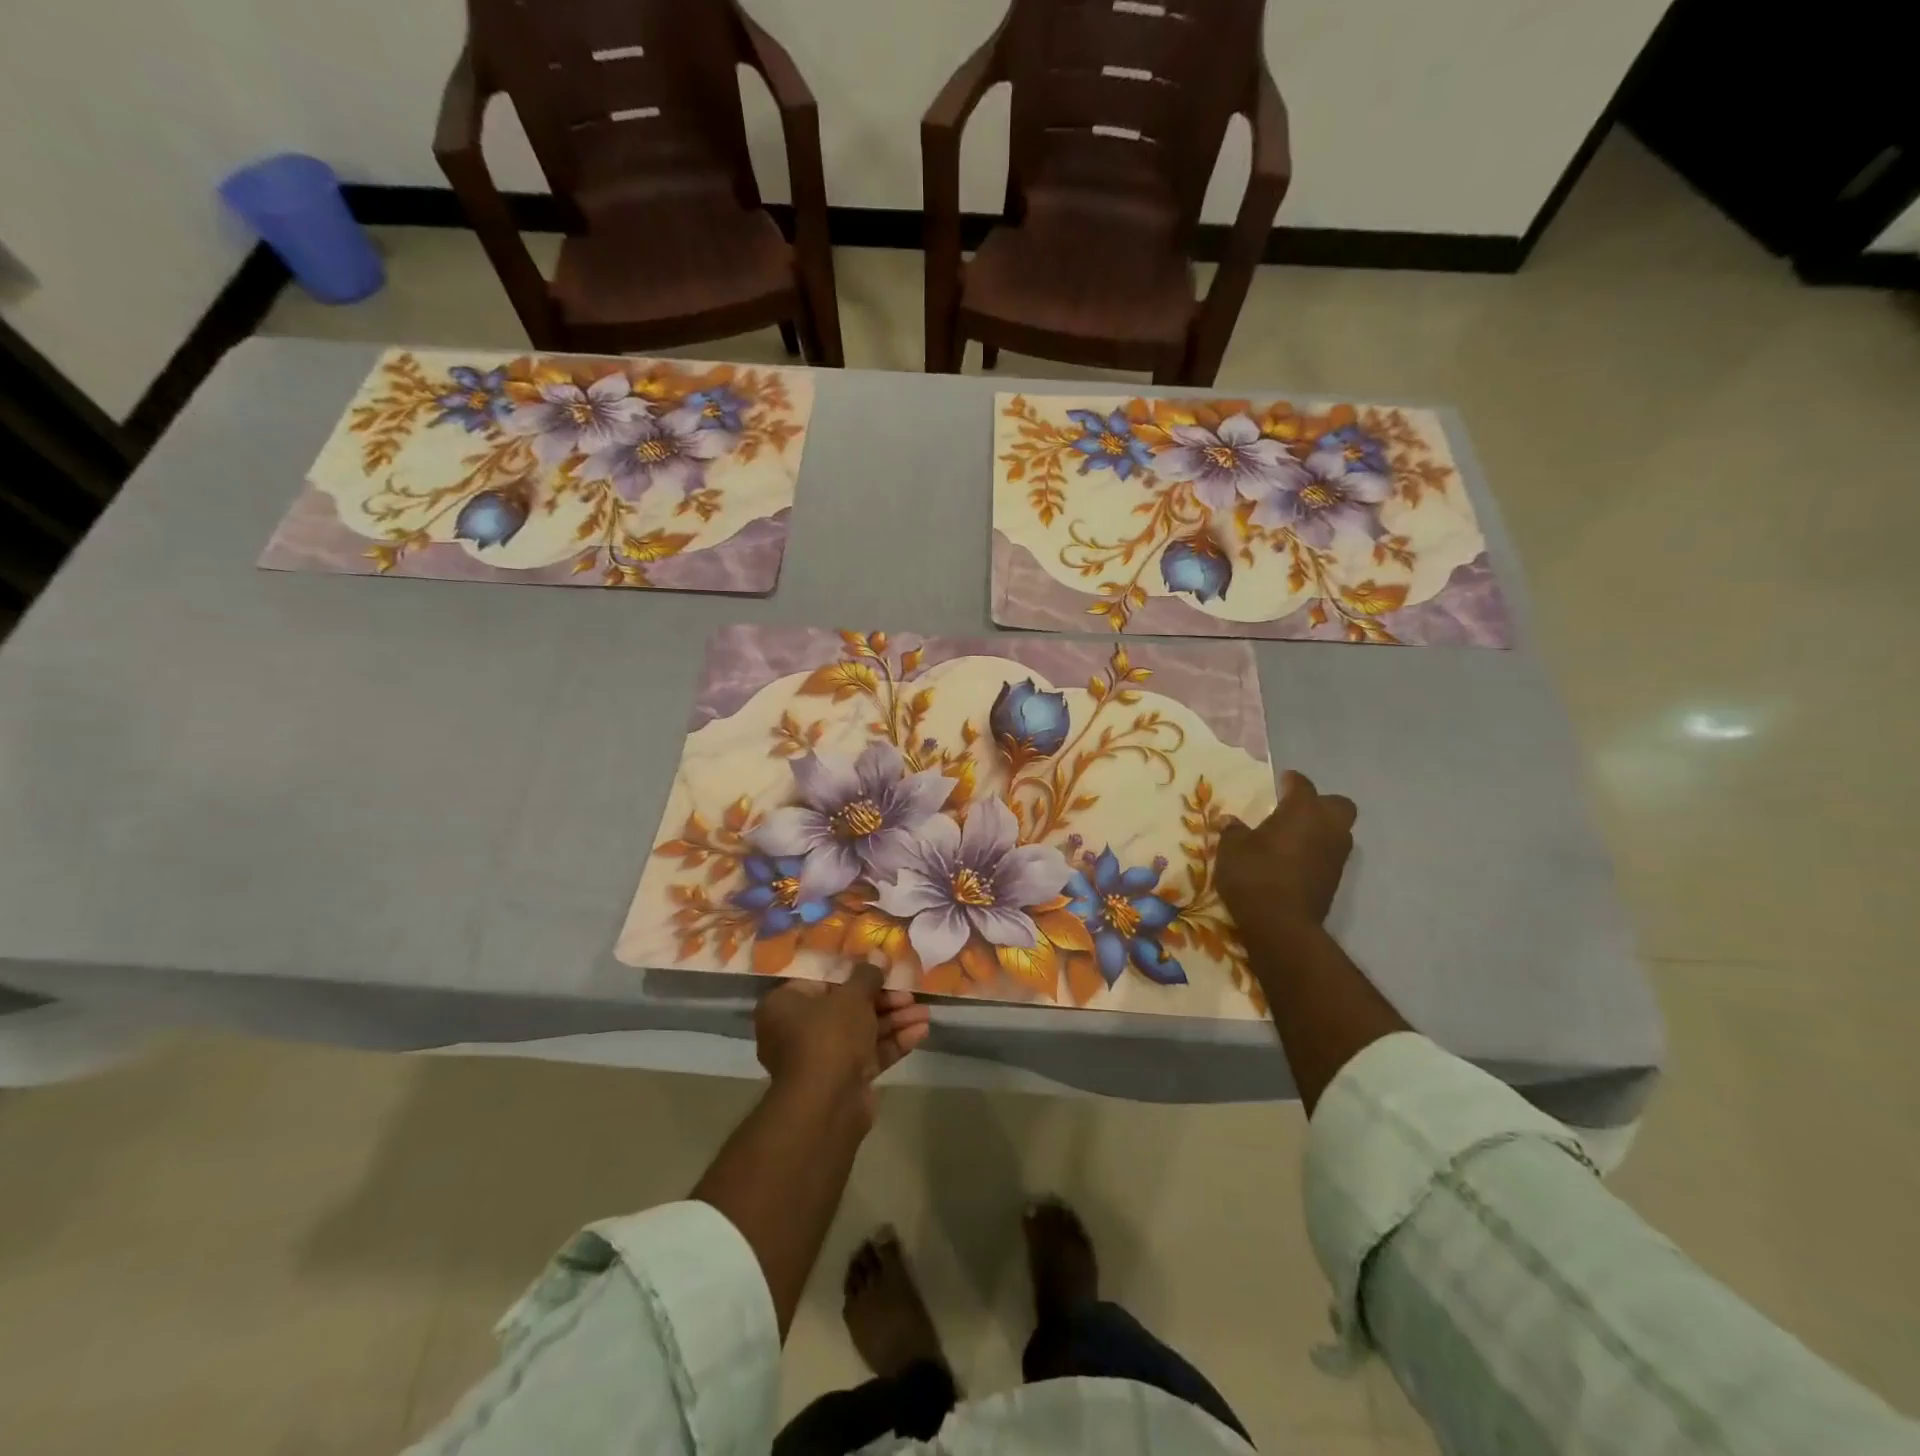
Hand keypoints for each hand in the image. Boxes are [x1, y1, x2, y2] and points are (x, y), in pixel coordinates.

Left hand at [754, 963, 930, 1105]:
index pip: (821, 981)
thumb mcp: (852, 996)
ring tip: (925, 1013)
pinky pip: (867, 1054)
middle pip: (845, 1007)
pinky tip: (921, 1032)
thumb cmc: (829, 1036)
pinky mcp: (841, 1080)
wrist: (827, 1105)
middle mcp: (796, 1031)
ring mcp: (820, 1059)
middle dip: (883, 1000)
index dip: (854, 974)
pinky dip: (892, 1043)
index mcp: (784, 1006)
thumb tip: (878, 955)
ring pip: (861, 1032)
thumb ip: (868, 975)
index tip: (880, 969)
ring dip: (894, 1021)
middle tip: (909, 993)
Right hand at [1217, 770, 1356, 950]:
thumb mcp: (1232, 849)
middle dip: (1320, 804)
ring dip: (1320, 830)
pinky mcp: (1335, 880)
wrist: (1281, 926)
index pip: (1302, 784)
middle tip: (1295, 811)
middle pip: (1337, 804)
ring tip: (1292, 838)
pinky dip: (1317, 854)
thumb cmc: (1255, 875)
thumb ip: (1234, 831)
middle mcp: (1327, 827)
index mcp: (1303, 810)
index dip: (1290, 781)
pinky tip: (1294, 862)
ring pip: (1338, 831)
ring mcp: (1336, 855)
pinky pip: (1330, 855)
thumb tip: (1231, 821)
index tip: (1279, 783)